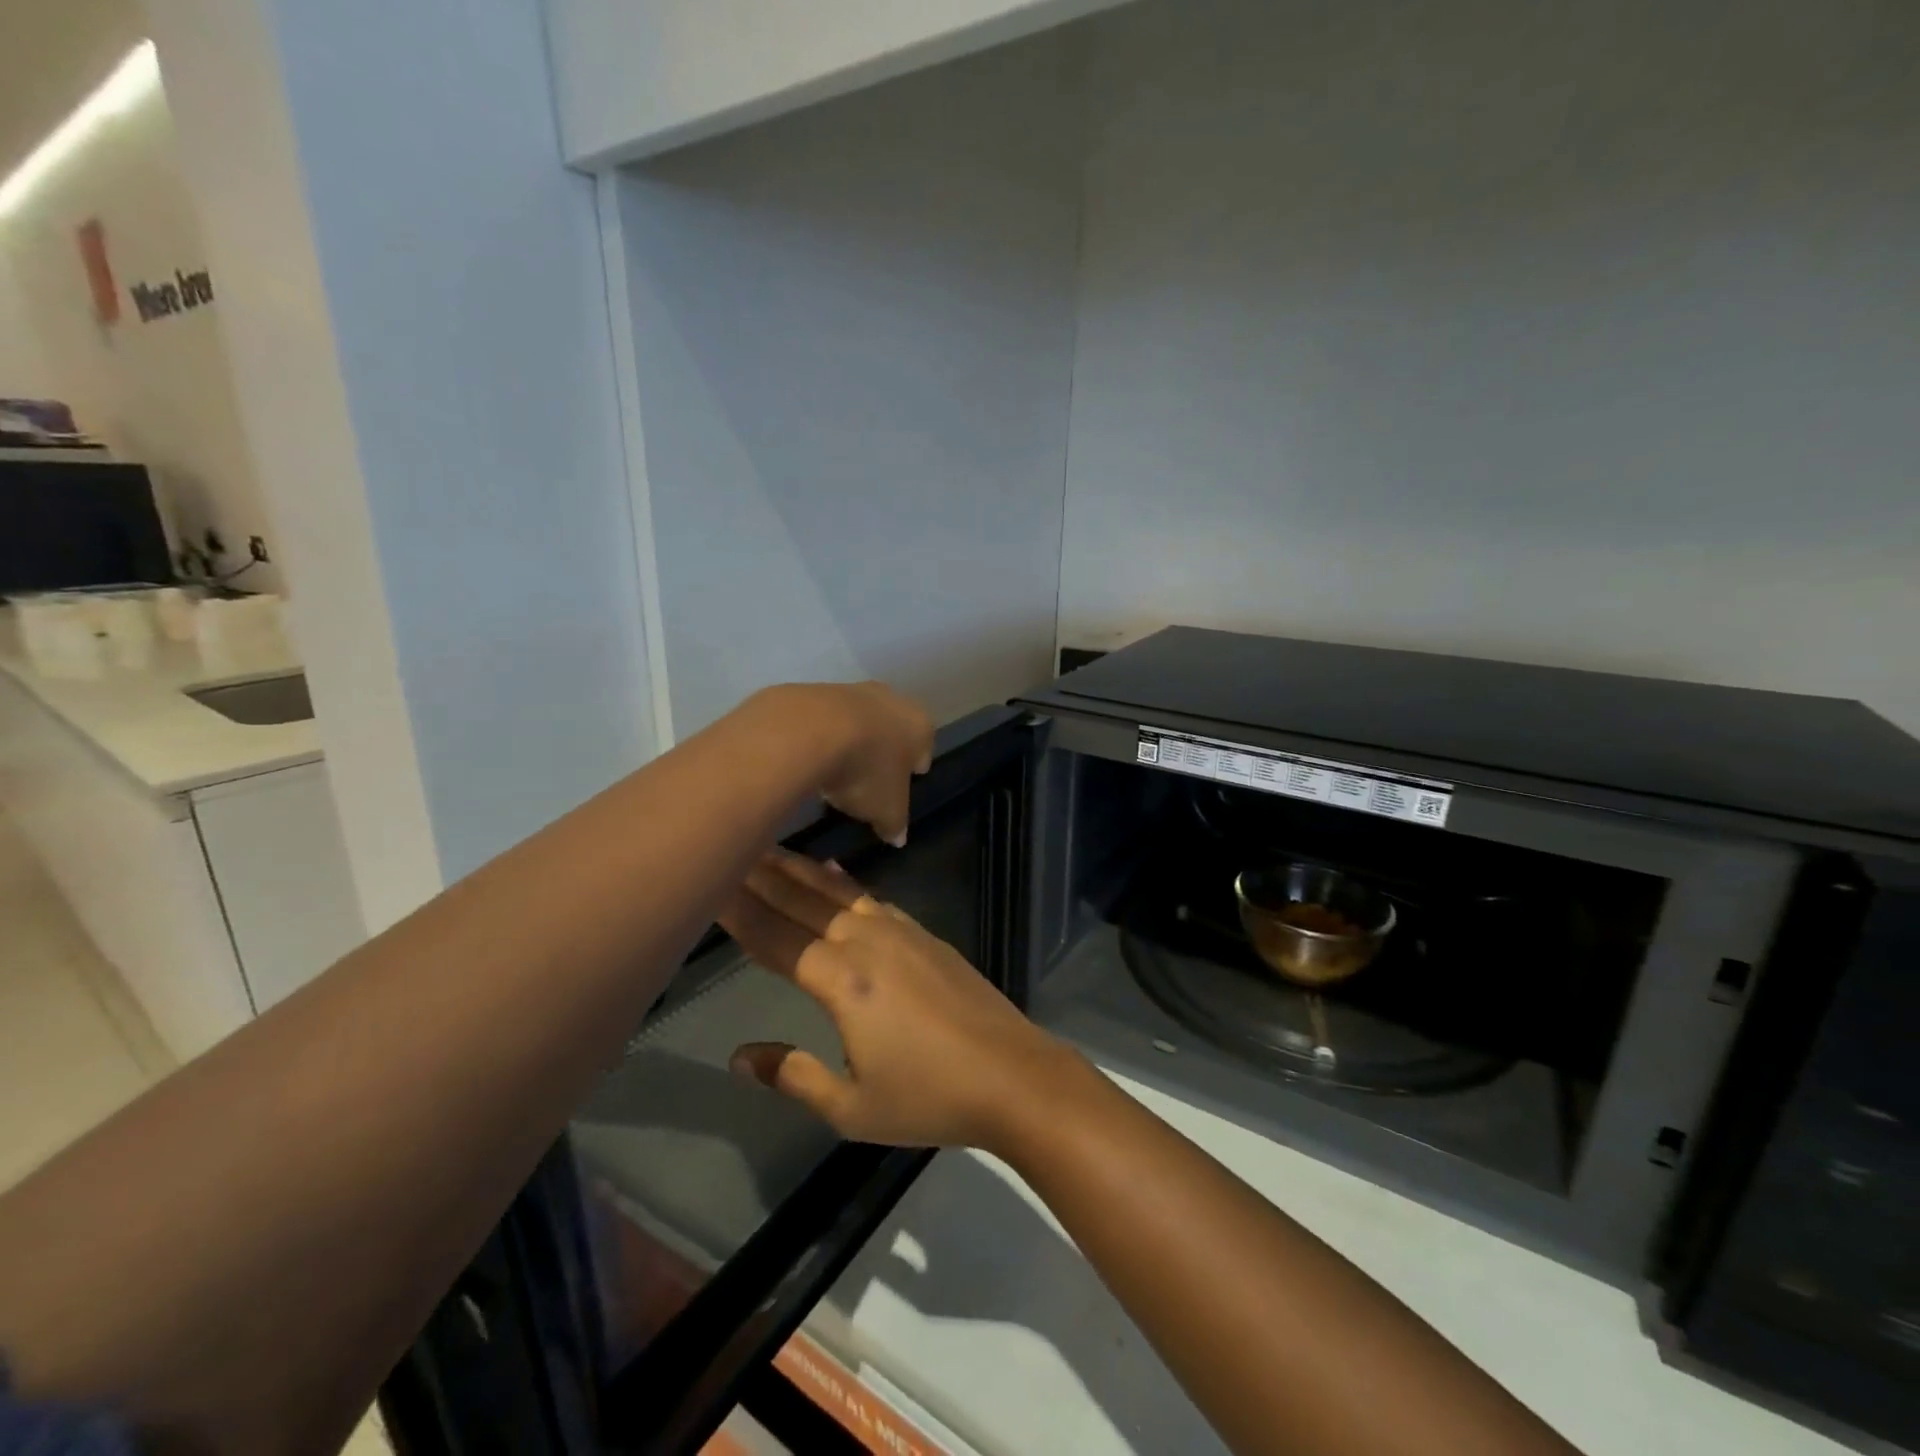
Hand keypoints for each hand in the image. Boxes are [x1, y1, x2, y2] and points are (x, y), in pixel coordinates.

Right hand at [718, 851, 1082, 1149]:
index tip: (709, 884)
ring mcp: (900, 932)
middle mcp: (866, 942)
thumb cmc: (929, 1098)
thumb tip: (740, 1056)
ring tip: (769, 849)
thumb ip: (793, 1075)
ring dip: (800, 870)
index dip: (740, 912)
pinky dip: (844, 882)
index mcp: (841, 982)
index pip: (776, 938)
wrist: (1012, 1074)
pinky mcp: (925, 934)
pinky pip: (872, 898)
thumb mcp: (851, 1107)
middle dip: (763, 876)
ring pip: (837, 892)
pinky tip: (833, 872)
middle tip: (729, 847)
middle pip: (803, 903)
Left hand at [758, 683, 933, 847]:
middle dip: (882, 752)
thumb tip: (898, 837)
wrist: (810, 730)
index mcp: (919, 725)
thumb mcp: (886, 809)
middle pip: (891, 730)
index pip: (924, 748)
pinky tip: (810, 758)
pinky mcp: (817, 691)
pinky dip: (822, 737)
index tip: (901, 784)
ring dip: (851, 742)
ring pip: (859, 722)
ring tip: (835, 773)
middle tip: (869, 779)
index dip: (912, 769)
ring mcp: (853, 690)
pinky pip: (826, 721)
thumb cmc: (866, 771)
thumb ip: (895, 823)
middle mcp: (892, 699)